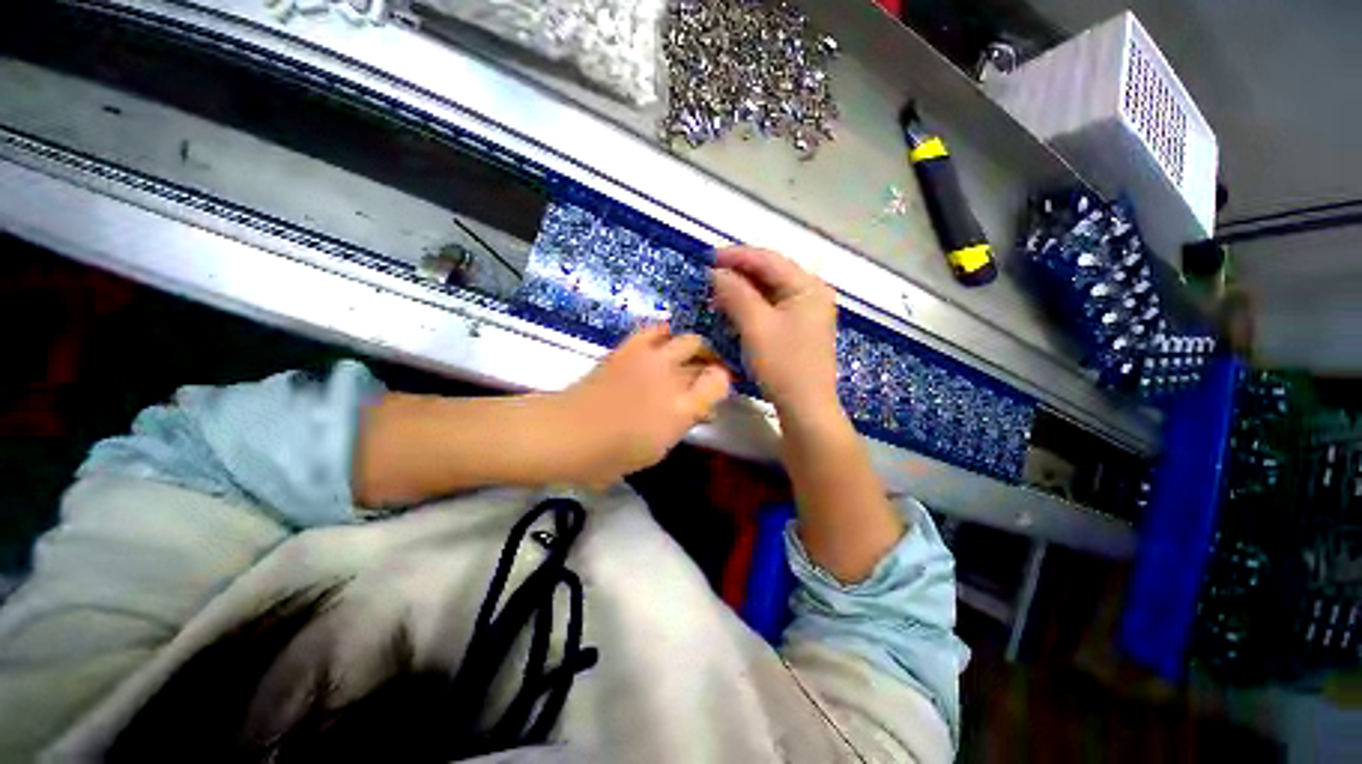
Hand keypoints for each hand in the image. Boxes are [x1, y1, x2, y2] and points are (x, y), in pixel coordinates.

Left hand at [551, 324, 730, 484]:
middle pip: (706, 358)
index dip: (722, 382)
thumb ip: (682, 424)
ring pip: (687, 339)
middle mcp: (673, 378)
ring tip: (684, 358)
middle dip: (709, 364)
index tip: (715, 390)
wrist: (568, 433)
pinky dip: (664, 334)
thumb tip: (697, 410)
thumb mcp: (657, 450)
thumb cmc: (612, 455)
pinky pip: (655, 329)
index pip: (720, 381)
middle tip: (702, 375)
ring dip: (692, 348)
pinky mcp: (629, 347)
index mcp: (682, 408)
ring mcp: (651, 358)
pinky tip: (662, 343)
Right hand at [712, 246, 839, 417]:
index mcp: (808, 287)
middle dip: (738, 275)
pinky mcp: (799, 328)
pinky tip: (733, 313)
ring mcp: (807, 312)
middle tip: (709, 279)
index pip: (768, 260)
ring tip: (716, 297)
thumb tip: (717, 272)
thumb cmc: (783, 365)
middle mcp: (812, 293)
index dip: (736, 256)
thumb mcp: (756, 326)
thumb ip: (736, 294)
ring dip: (743, 292)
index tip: (708, 257)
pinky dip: (751, 308)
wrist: (805, 408)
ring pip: (769, 292)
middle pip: (771, 274)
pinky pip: (772, 308)